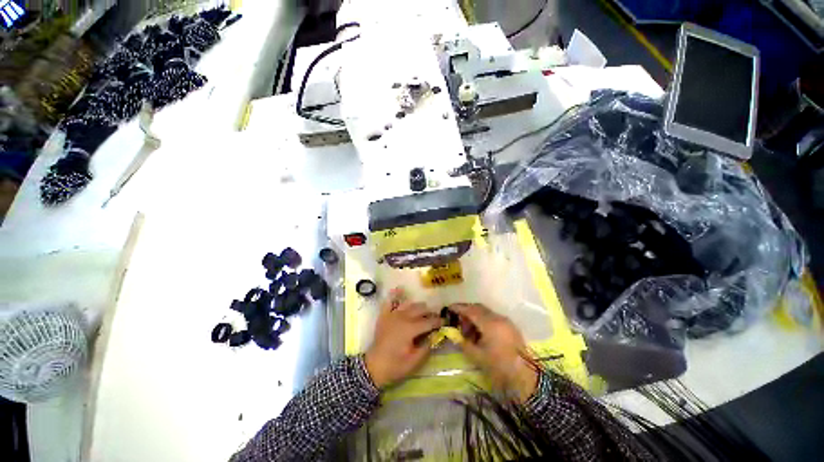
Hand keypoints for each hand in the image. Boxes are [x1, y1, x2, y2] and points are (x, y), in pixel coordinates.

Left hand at [365, 288, 442, 388]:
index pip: (428, 321)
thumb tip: (435, 336)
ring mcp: (392, 315)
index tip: (445, 322)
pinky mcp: (384, 315)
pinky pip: (389, 301)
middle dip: (429, 313)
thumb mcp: (414, 361)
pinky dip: (394, 295)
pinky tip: (399, 289)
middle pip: (420, 309)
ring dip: (417, 306)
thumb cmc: (395, 366)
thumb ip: (427, 347)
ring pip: (408, 304)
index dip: (438, 321)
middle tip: (434, 319)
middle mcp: (402, 317)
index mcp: (410, 329)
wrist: (373, 367)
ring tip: (422, 311)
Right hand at [450, 303, 538, 401]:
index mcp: (490, 323)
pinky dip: (484, 321)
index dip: (459, 308)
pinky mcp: (511, 327)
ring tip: (468, 330)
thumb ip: (463, 342)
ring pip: (486, 312)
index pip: (470, 310)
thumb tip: (454, 334)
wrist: (526, 379)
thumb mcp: (477, 356)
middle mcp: (499, 318)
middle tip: (457, 319)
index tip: (449, 308)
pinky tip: (479, 333)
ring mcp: (506, 321)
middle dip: (466, 311)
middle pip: (478, 308)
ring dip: (475, 316)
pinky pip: (493, 318)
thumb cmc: (500, 368)